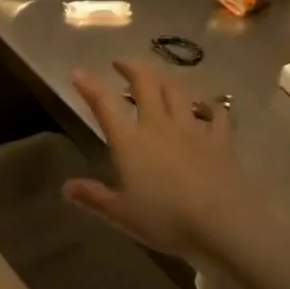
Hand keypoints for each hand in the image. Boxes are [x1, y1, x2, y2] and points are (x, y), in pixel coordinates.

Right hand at [65, 59, 259, 259]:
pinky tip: (209, 106)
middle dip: (131, 67)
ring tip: (158, 80)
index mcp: (130, 140)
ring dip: (164, 80)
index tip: (78, 73)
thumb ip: (94, 197)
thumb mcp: (121, 214)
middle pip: (145, 83)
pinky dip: (211, 106)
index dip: (89, 85)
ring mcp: (192, 129)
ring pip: (177, 91)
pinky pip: (217, 115)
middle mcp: (159, 125)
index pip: (104, 103)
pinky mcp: (221, 141)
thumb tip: (66, 188)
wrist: (223, 224)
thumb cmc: (166, 219)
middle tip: (121, 63)